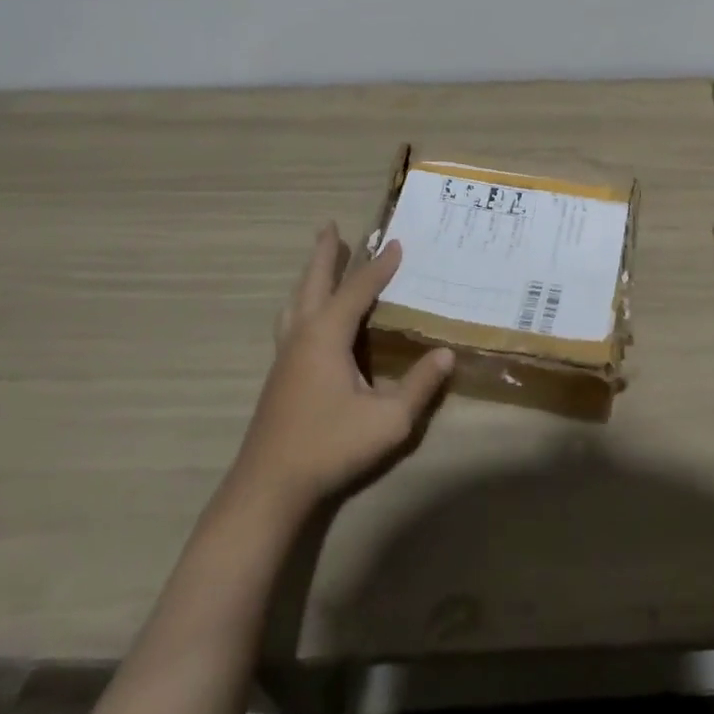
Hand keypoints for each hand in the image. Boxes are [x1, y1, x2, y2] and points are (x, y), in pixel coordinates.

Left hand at [229, 224, 453, 517]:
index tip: (398, 242)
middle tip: (329, 226)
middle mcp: (303, 335)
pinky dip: (303, 302)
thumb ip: (419, 386)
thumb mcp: (387, 421)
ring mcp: (285, 355)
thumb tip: (446, 354)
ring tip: (319, 262)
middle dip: (325, 253)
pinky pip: (291, 320)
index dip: (380, 266)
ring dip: (310, 276)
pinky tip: (308, 316)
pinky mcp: (278, 375)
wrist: (267, 488)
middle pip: (314, 282)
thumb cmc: (328, 447)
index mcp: (327, 335)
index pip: (358, 289)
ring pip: (296, 301)